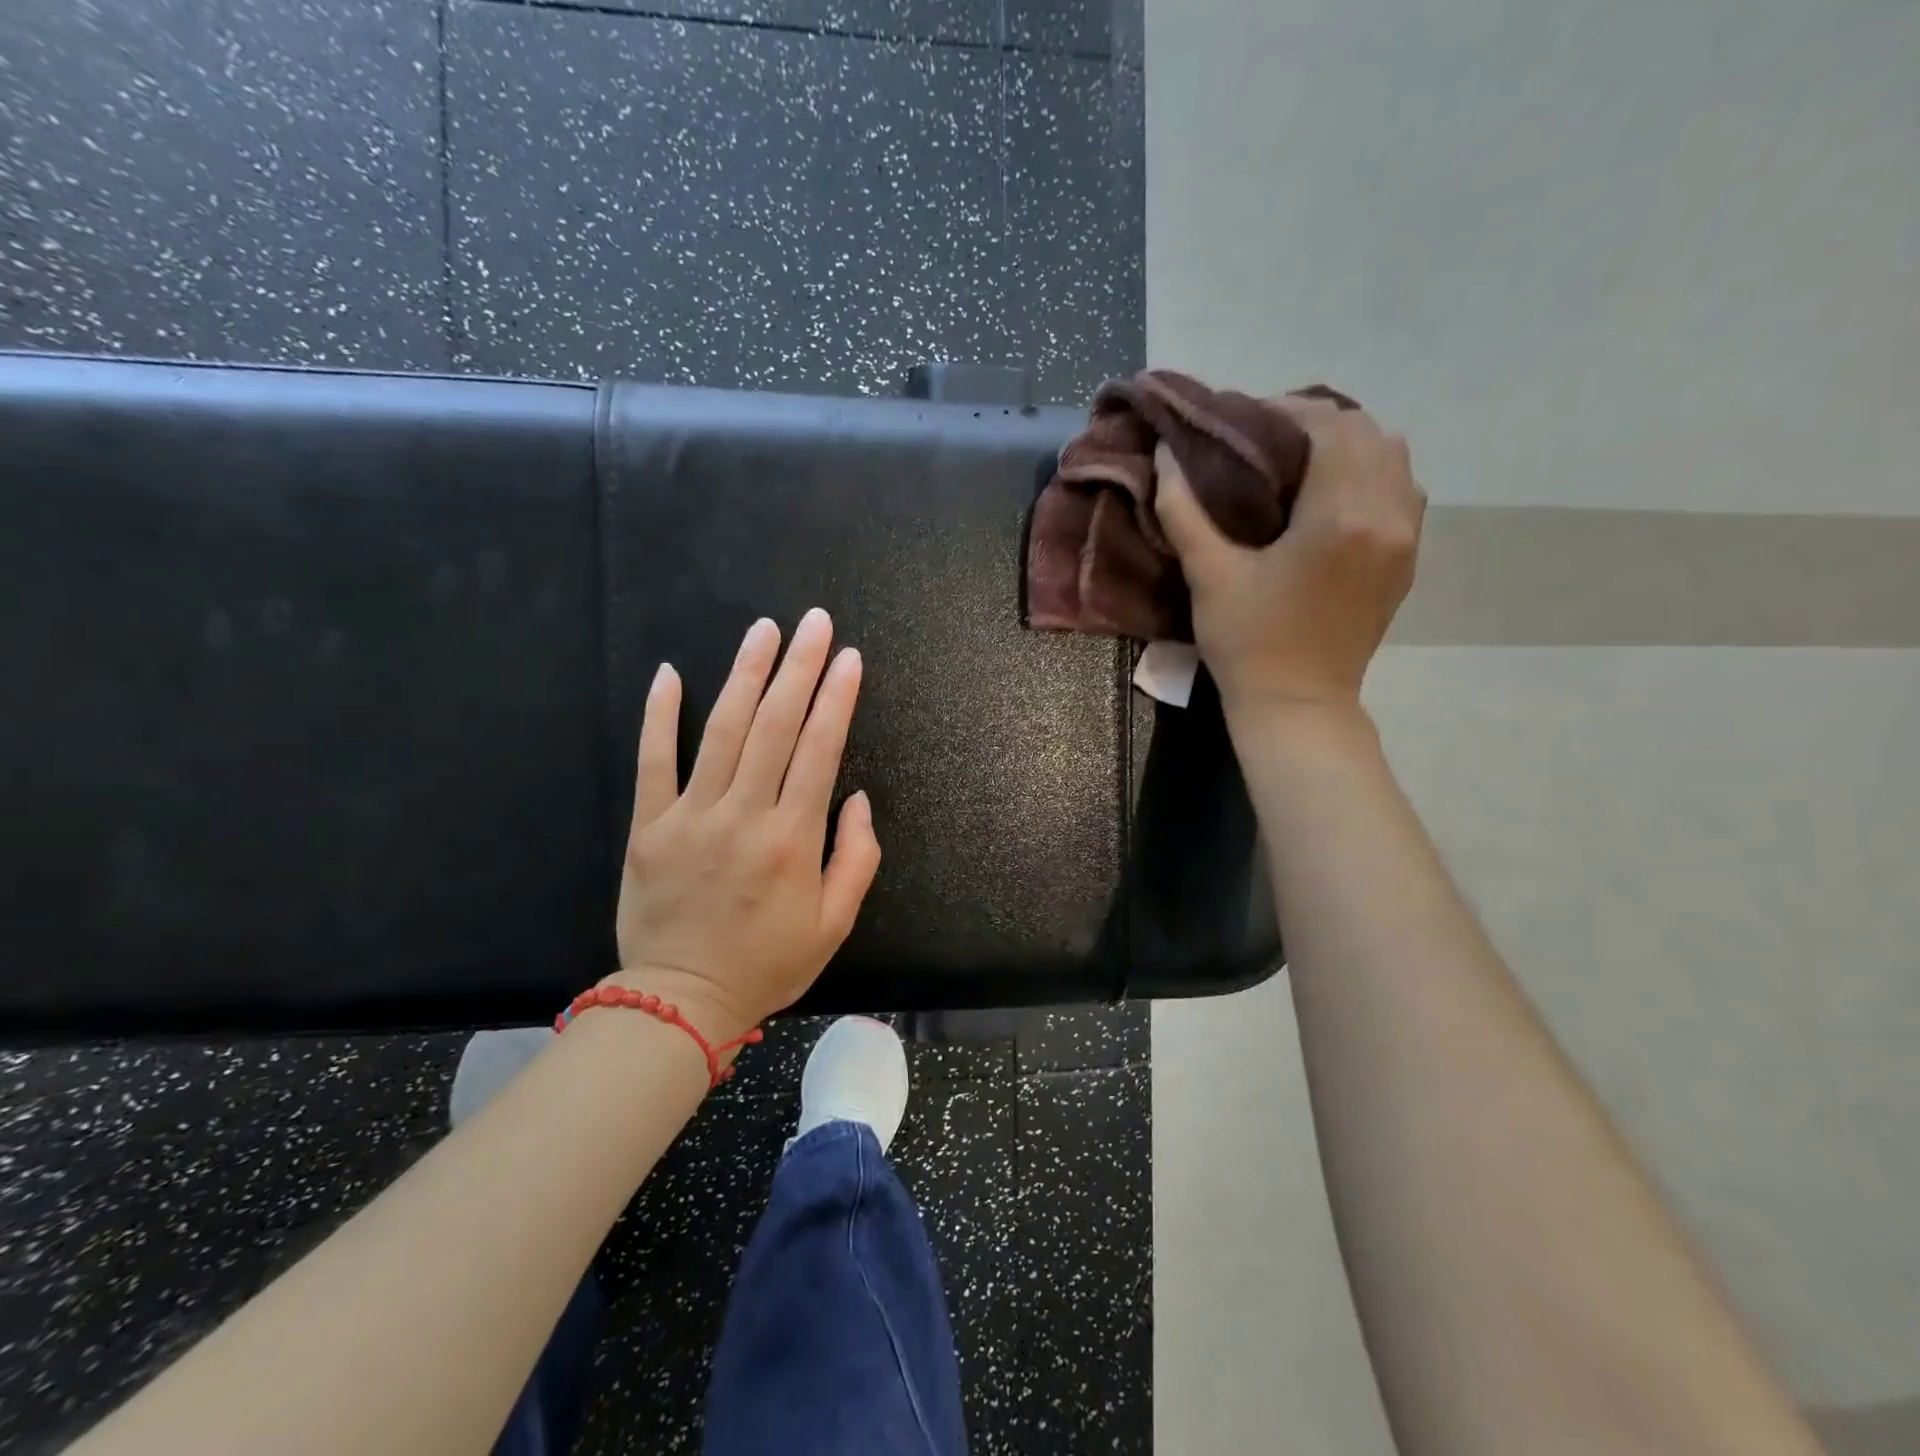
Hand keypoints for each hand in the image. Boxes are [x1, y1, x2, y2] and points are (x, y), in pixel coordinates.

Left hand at [610, 609, 881, 1039]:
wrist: (681, 1002)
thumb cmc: (767, 964)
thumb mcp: (835, 924)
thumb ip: (857, 857)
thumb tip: (856, 797)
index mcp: (793, 840)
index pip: (819, 750)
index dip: (836, 698)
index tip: (848, 658)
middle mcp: (744, 816)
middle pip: (775, 726)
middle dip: (798, 667)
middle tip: (813, 622)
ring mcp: (691, 817)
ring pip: (722, 730)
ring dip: (745, 674)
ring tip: (763, 630)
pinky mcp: (649, 827)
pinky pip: (653, 761)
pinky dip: (661, 715)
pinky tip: (671, 674)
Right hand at [1154, 395, 1424, 720]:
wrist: (1298, 704)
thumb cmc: (1248, 643)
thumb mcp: (1208, 575)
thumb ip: (1184, 509)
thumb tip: (1165, 454)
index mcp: (1341, 515)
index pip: (1329, 426)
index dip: (1286, 410)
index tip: (1244, 420)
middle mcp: (1388, 515)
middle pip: (1367, 433)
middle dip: (1317, 423)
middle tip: (1265, 439)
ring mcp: (1406, 538)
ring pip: (1393, 458)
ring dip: (1349, 446)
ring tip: (1299, 462)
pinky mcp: (1407, 559)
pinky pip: (1401, 492)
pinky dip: (1369, 476)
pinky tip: (1330, 497)